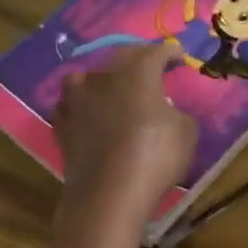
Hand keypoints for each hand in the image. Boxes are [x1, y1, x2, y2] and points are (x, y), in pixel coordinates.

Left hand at [55, 42, 196, 225]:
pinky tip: (88, 116)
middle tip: (151, 72)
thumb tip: (169, 111)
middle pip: (120, 58)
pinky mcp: (61, 126)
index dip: (170, 53)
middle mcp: (103, 78)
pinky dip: (81, 108)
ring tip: (112, 91)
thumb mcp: (186, 133)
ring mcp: (77, 101)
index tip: (180, 58)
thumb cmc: (154, 157)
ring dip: (101, 81)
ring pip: (87, 78)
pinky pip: (71, 106)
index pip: (156, 52)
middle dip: (138, 61)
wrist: (108, 195)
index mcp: (137, 72)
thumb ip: (178, 114)